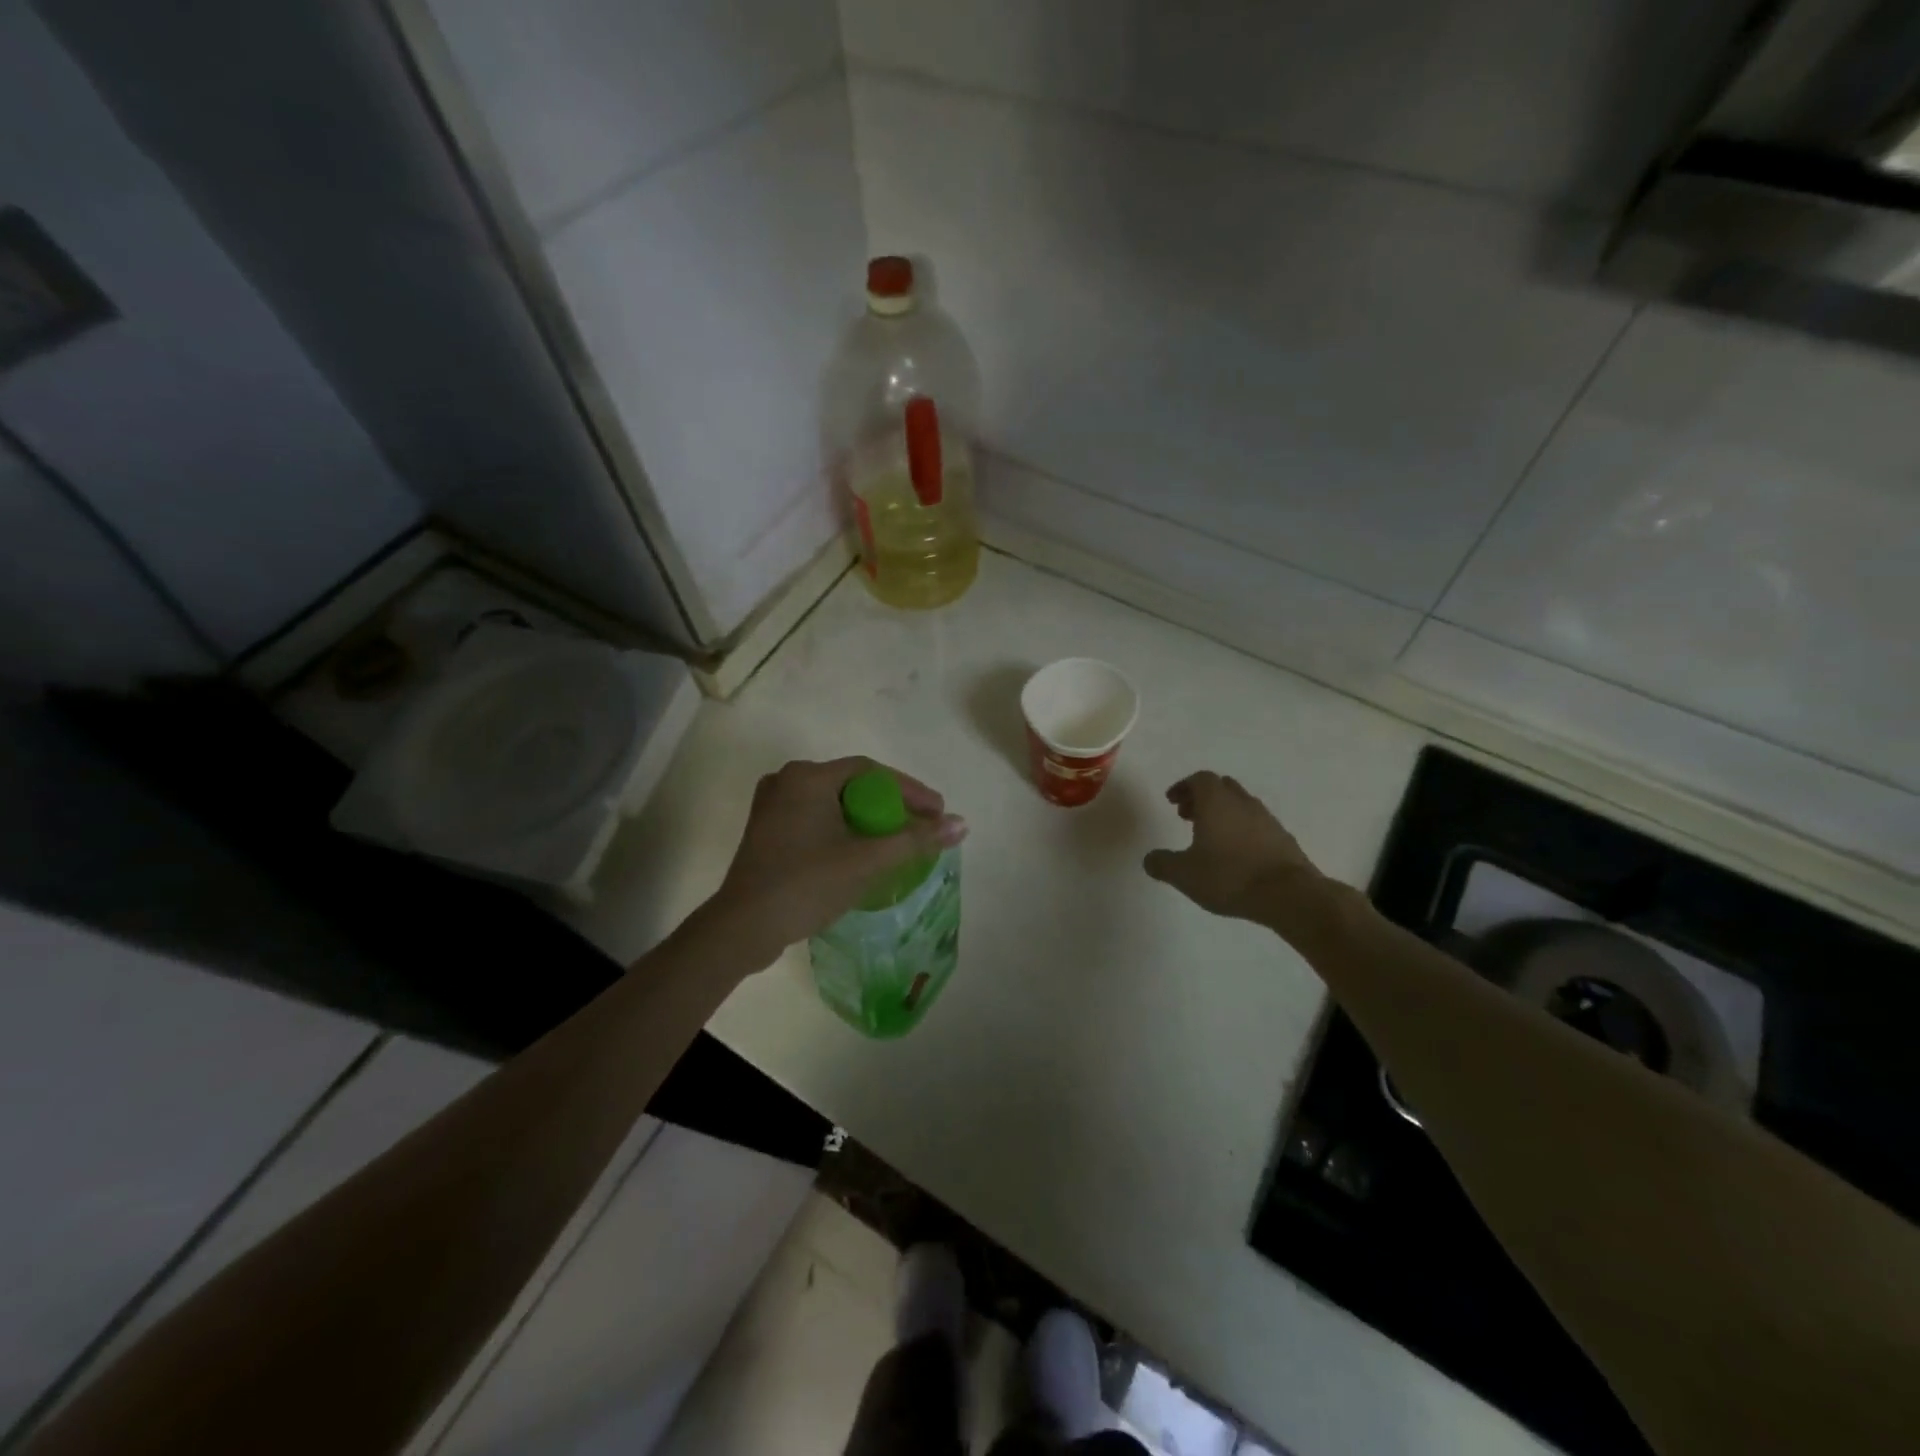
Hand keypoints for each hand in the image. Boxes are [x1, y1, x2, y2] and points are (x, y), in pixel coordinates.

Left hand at [708, 758, 966, 965]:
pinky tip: (861, 850)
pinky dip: (843, 830)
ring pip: (834, 804)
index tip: (937, 812)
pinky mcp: (767, 832)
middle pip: (853, 785)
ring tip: (898, 840)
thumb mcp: (867, 860)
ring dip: (868, 819)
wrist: (743, 928)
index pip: (871, 772)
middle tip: (921, 826)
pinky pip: (816, 820)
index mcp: (808, 777)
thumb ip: (915, 839)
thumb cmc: (807, 884)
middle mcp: (787, 781)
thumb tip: (961, 824)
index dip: (910, 790)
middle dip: (891, 805)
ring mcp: (773, 807)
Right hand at [1143, 772, 1328, 930]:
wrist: (1289, 895)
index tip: (1172, 802)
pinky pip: (1256, 824)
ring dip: (1223, 813)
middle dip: (1202, 797)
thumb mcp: (1184, 874)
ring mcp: (1266, 819)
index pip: (1199, 779)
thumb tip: (1150, 859)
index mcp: (1216, 802)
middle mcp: (1242, 803)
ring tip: (1210, 837)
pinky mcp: (1283, 838)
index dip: (1183, 787)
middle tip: (1187, 816)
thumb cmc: (1229, 876)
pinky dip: (1242, 830)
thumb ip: (1162, 864)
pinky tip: (1237, 854)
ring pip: (1240, 805)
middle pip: (1221, 787)